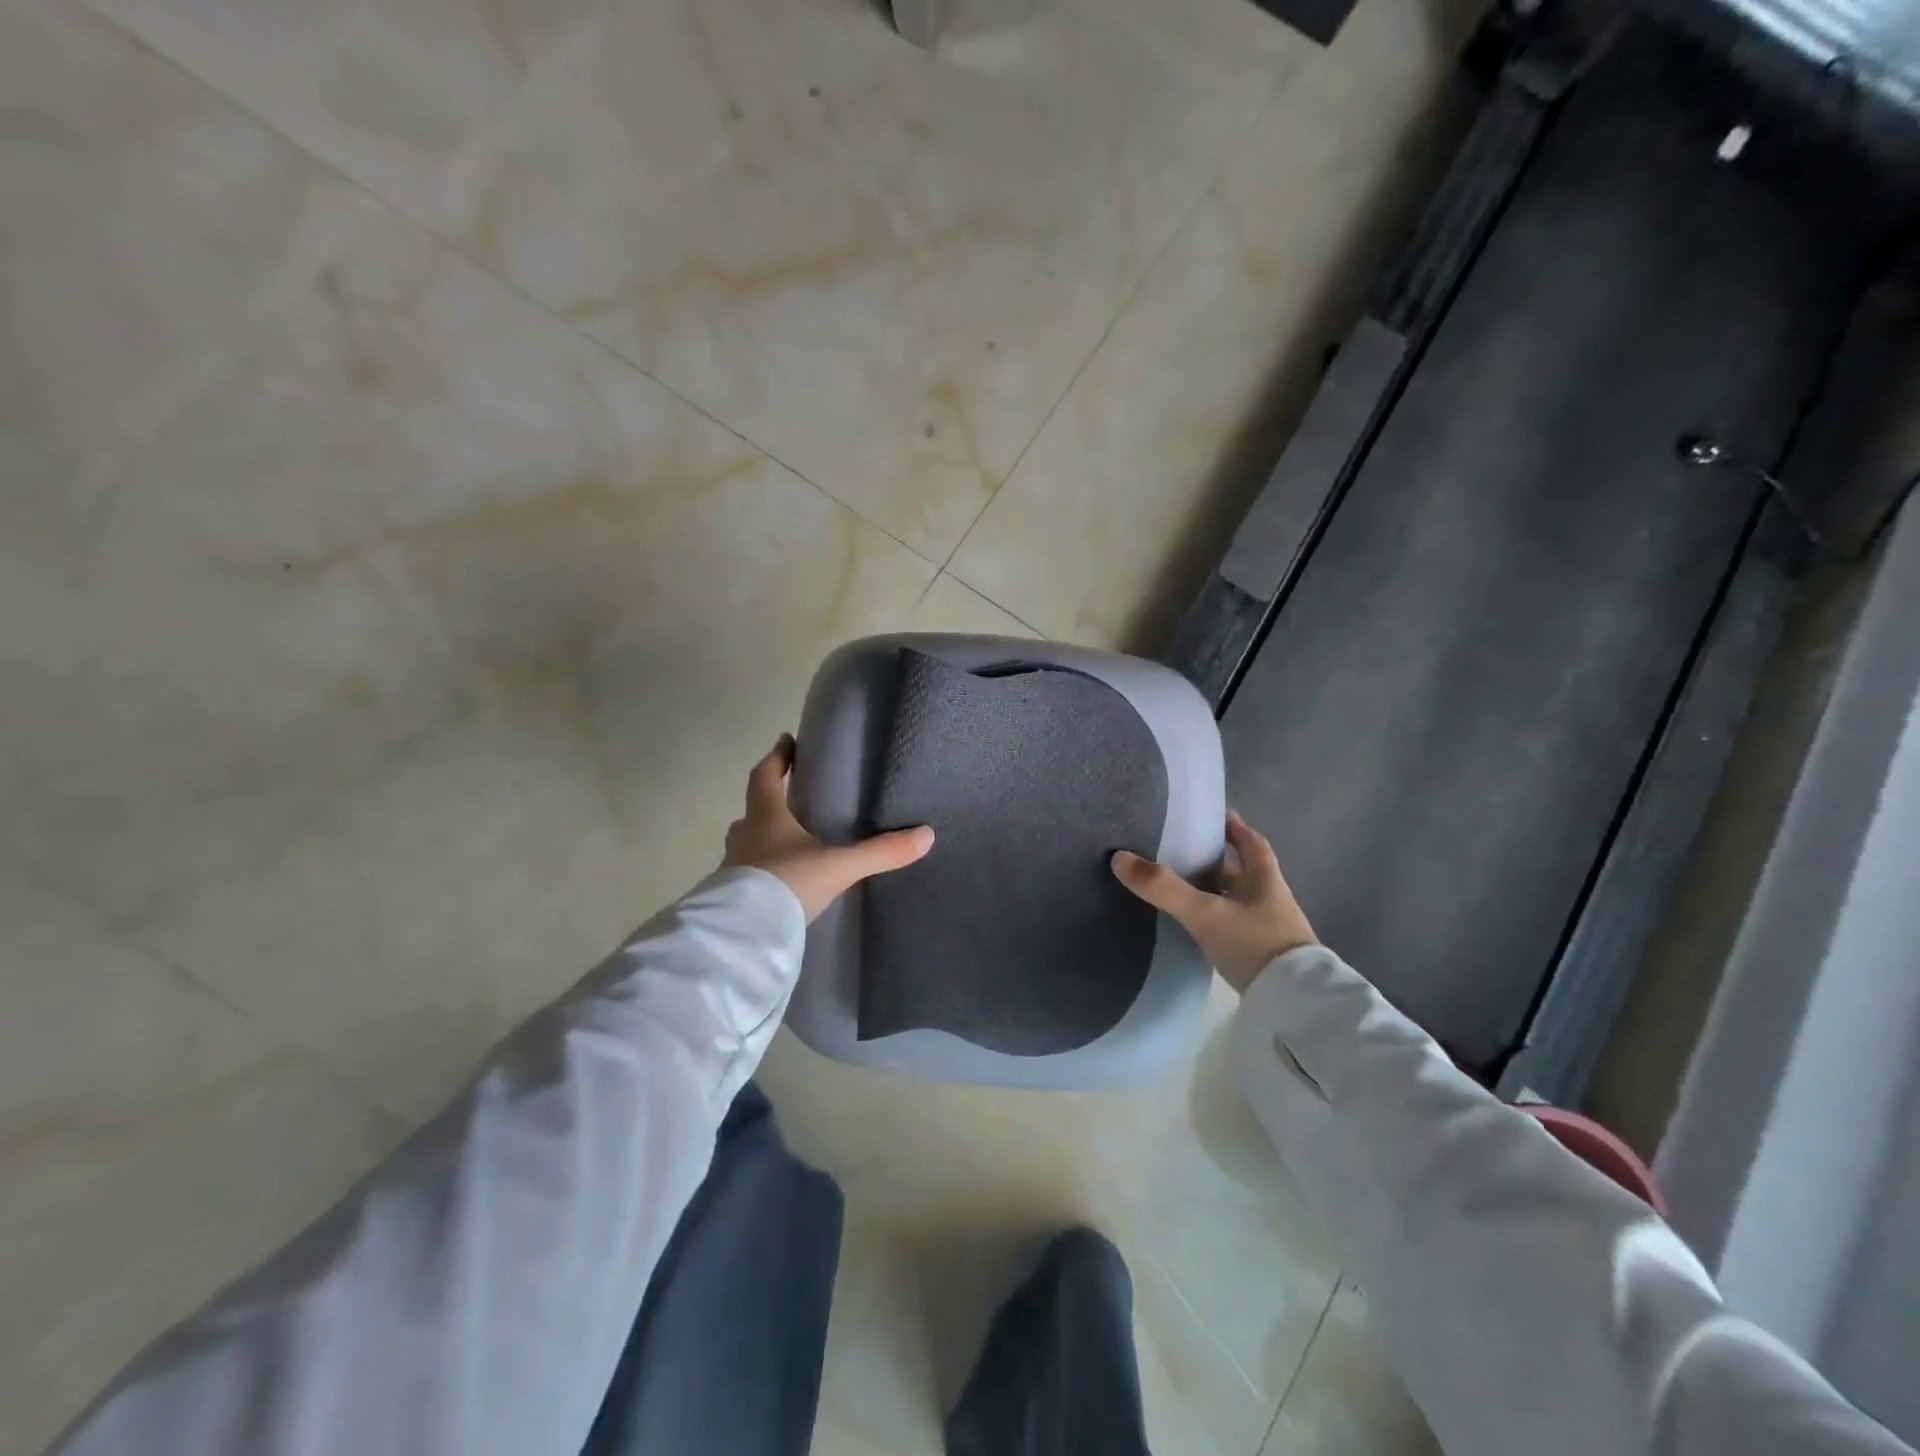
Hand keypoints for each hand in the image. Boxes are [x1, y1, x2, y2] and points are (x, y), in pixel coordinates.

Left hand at [723, 735, 934, 921]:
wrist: (746, 934)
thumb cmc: (788, 883)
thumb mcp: (839, 866)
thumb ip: (880, 852)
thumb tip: (926, 835)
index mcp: (766, 818)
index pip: (765, 777)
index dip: (776, 757)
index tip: (785, 741)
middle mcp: (745, 837)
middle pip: (752, 810)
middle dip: (769, 801)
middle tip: (789, 797)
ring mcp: (734, 868)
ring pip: (746, 843)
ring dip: (762, 838)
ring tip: (786, 842)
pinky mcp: (732, 898)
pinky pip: (746, 875)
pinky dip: (760, 871)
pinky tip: (777, 883)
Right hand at [1111, 811, 1314, 993]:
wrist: (1294, 1003)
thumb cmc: (1255, 944)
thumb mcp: (1205, 913)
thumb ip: (1164, 887)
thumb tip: (1119, 857)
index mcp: (1264, 879)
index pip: (1251, 842)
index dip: (1234, 827)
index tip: (1213, 816)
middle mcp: (1269, 898)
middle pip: (1241, 869)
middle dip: (1216, 858)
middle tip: (1182, 848)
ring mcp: (1267, 928)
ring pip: (1236, 898)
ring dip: (1213, 889)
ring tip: (1179, 882)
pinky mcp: (1260, 953)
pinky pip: (1232, 923)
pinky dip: (1214, 916)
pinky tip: (1195, 921)